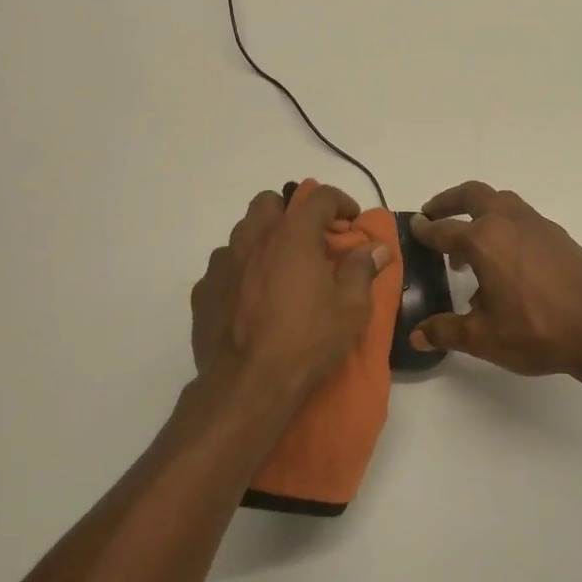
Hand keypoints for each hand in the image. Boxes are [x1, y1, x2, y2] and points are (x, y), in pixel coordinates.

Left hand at [191, 184, 392, 403]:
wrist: (247, 384)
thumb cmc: (307, 342)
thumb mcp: (350, 309)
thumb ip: (362, 270)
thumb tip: (377, 248)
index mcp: (292, 236)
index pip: (318, 197)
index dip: (339, 201)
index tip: (351, 220)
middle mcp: (253, 239)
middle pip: (269, 202)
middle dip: (291, 212)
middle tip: (310, 240)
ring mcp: (223, 263)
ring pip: (242, 232)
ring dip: (263, 239)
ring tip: (280, 268)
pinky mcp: (204, 290)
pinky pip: (224, 266)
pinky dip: (241, 271)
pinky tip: (252, 297)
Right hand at [408, 181, 581, 378]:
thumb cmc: (536, 331)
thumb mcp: (483, 338)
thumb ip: (445, 331)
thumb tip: (415, 335)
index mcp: (484, 241)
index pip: (444, 229)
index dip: (425, 230)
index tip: (413, 226)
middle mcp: (509, 222)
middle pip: (473, 195)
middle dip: (448, 201)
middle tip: (434, 215)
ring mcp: (538, 226)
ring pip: (501, 202)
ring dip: (479, 212)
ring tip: (469, 245)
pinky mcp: (559, 237)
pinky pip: (522, 219)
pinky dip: (504, 226)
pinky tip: (506, 261)